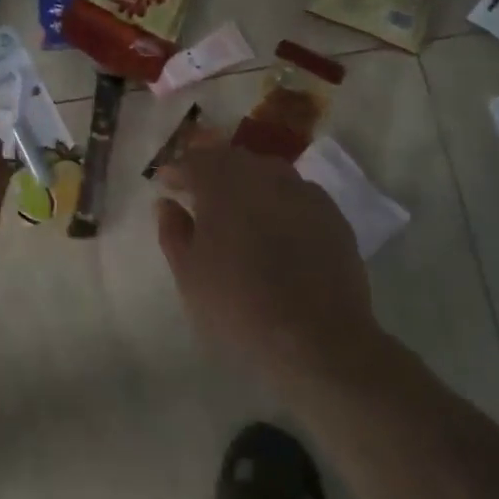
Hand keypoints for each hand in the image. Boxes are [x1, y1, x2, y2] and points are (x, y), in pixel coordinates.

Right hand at [156, 141, 385, 395]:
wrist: (317, 340)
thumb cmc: (238, 306)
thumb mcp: (189, 274)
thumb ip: (173, 232)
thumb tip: (167, 204)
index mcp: (222, 184)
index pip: (194, 160)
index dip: (177, 169)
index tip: (166, 183)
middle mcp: (263, 176)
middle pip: (231, 159)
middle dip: (211, 170)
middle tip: (198, 193)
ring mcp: (303, 192)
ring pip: (267, 172)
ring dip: (246, 182)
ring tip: (237, 209)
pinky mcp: (332, 215)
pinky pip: (296, 194)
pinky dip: (278, 201)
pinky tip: (275, 226)